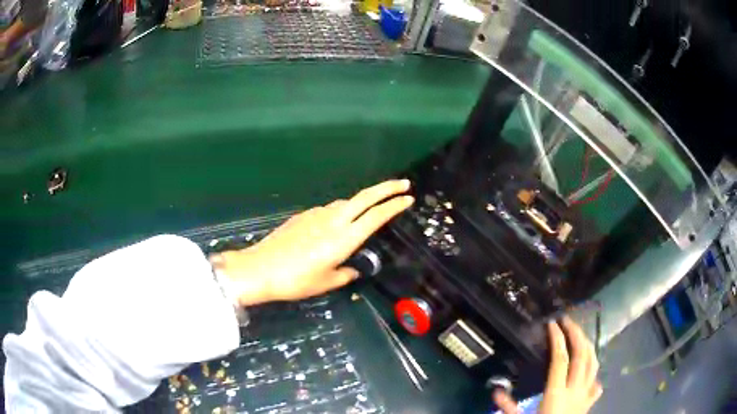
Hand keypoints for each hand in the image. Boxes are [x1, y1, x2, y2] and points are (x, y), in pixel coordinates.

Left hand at [209, 179, 413, 305]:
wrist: (260, 269)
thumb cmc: (296, 280)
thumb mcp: (325, 282)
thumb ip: (344, 274)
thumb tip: (352, 268)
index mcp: (344, 239)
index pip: (376, 216)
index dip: (394, 206)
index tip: (409, 198)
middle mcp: (333, 220)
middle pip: (365, 196)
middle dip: (387, 187)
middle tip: (403, 184)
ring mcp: (316, 215)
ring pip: (346, 202)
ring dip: (361, 202)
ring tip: (369, 210)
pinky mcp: (303, 215)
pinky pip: (329, 210)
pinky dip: (341, 211)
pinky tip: (335, 225)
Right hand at [494, 317, 601, 413]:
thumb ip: (508, 407)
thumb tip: (494, 392)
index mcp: (556, 394)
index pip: (560, 359)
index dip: (557, 338)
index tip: (552, 324)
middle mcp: (575, 390)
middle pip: (581, 355)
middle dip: (576, 334)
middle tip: (568, 321)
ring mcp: (585, 395)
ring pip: (593, 364)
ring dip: (588, 346)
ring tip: (581, 336)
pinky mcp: (589, 403)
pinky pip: (596, 382)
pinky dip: (594, 373)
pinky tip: (589, 371)